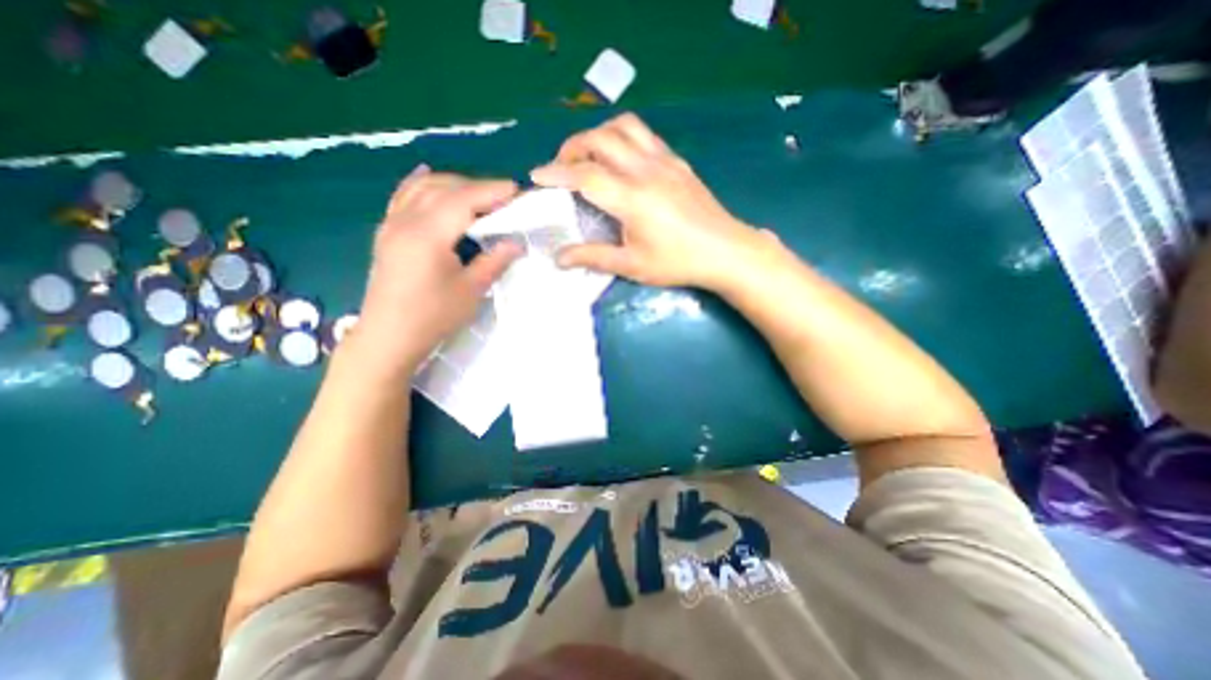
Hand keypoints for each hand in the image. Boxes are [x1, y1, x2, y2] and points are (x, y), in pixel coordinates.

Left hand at [348, 164, 522, 376]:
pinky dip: (420, 184)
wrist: (388, 337)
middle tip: (505, 198)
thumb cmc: (433, 317)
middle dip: (477, 187)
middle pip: (444, 188)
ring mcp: (392, 224)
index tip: (517, 190)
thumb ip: (494, 261)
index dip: (492, 191)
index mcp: (429, 234)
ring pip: (423, 188)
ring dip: (453, 185)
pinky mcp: (386, 233)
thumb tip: (516, 243)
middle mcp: (406, 220)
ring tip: (479, 196)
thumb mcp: (471, 291)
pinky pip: (402, 196)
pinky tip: (427, 174)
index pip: (464, 200)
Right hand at [533, 115, 759, 287]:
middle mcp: (645, 170)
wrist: (725, 251)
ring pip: (624, 126)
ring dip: (599, 134)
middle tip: (562, 167)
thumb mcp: (632, 265)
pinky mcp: (678, 162)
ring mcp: (664, 161)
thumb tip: (559, 258)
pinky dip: (623, 137)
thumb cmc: (678, 262)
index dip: (555, 172)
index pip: (584, 175)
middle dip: (572, 147)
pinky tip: (622, 159)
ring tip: (590, 156)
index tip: (536, 176)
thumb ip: (593, 257)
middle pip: (600, 139)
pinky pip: (644, 135)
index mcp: (631, 197)